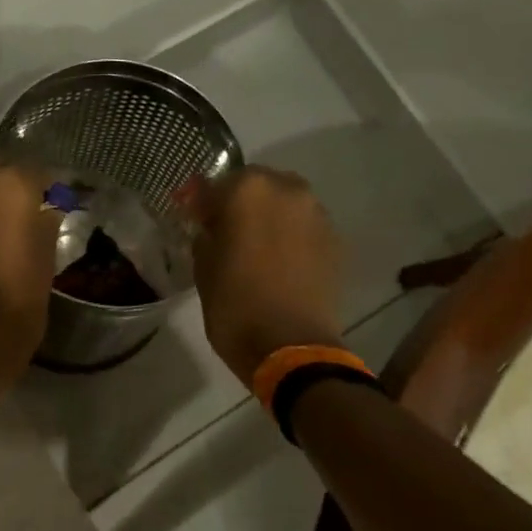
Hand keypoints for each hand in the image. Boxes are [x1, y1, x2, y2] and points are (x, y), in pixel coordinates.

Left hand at [0, 158, 60, 380]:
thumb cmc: (21, 299)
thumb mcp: (47, 256)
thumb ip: (47, 218)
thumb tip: (49, 204)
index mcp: (13, 185)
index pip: (39, 171)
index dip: (50, 189)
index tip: (58, 205)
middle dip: (13, 187)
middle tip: (28, 214)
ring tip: (0, 231)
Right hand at [189, 167, 344, 383]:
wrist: (292, 347)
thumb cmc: (235, 306)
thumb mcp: (203, 268)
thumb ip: (206, 236)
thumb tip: (210, 227)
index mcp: (247, 190)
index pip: (217, 183)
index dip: (204, 203)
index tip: (196, 221)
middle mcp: (287, 190)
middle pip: (258, 185)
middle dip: (241, 203)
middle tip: (228, 232)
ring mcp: (316, 214)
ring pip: (285, 203)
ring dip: (270, 217)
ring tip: (257, 248)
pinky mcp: (335, 240)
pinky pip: (304, 226)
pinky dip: (291, 236)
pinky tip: (280, 262)